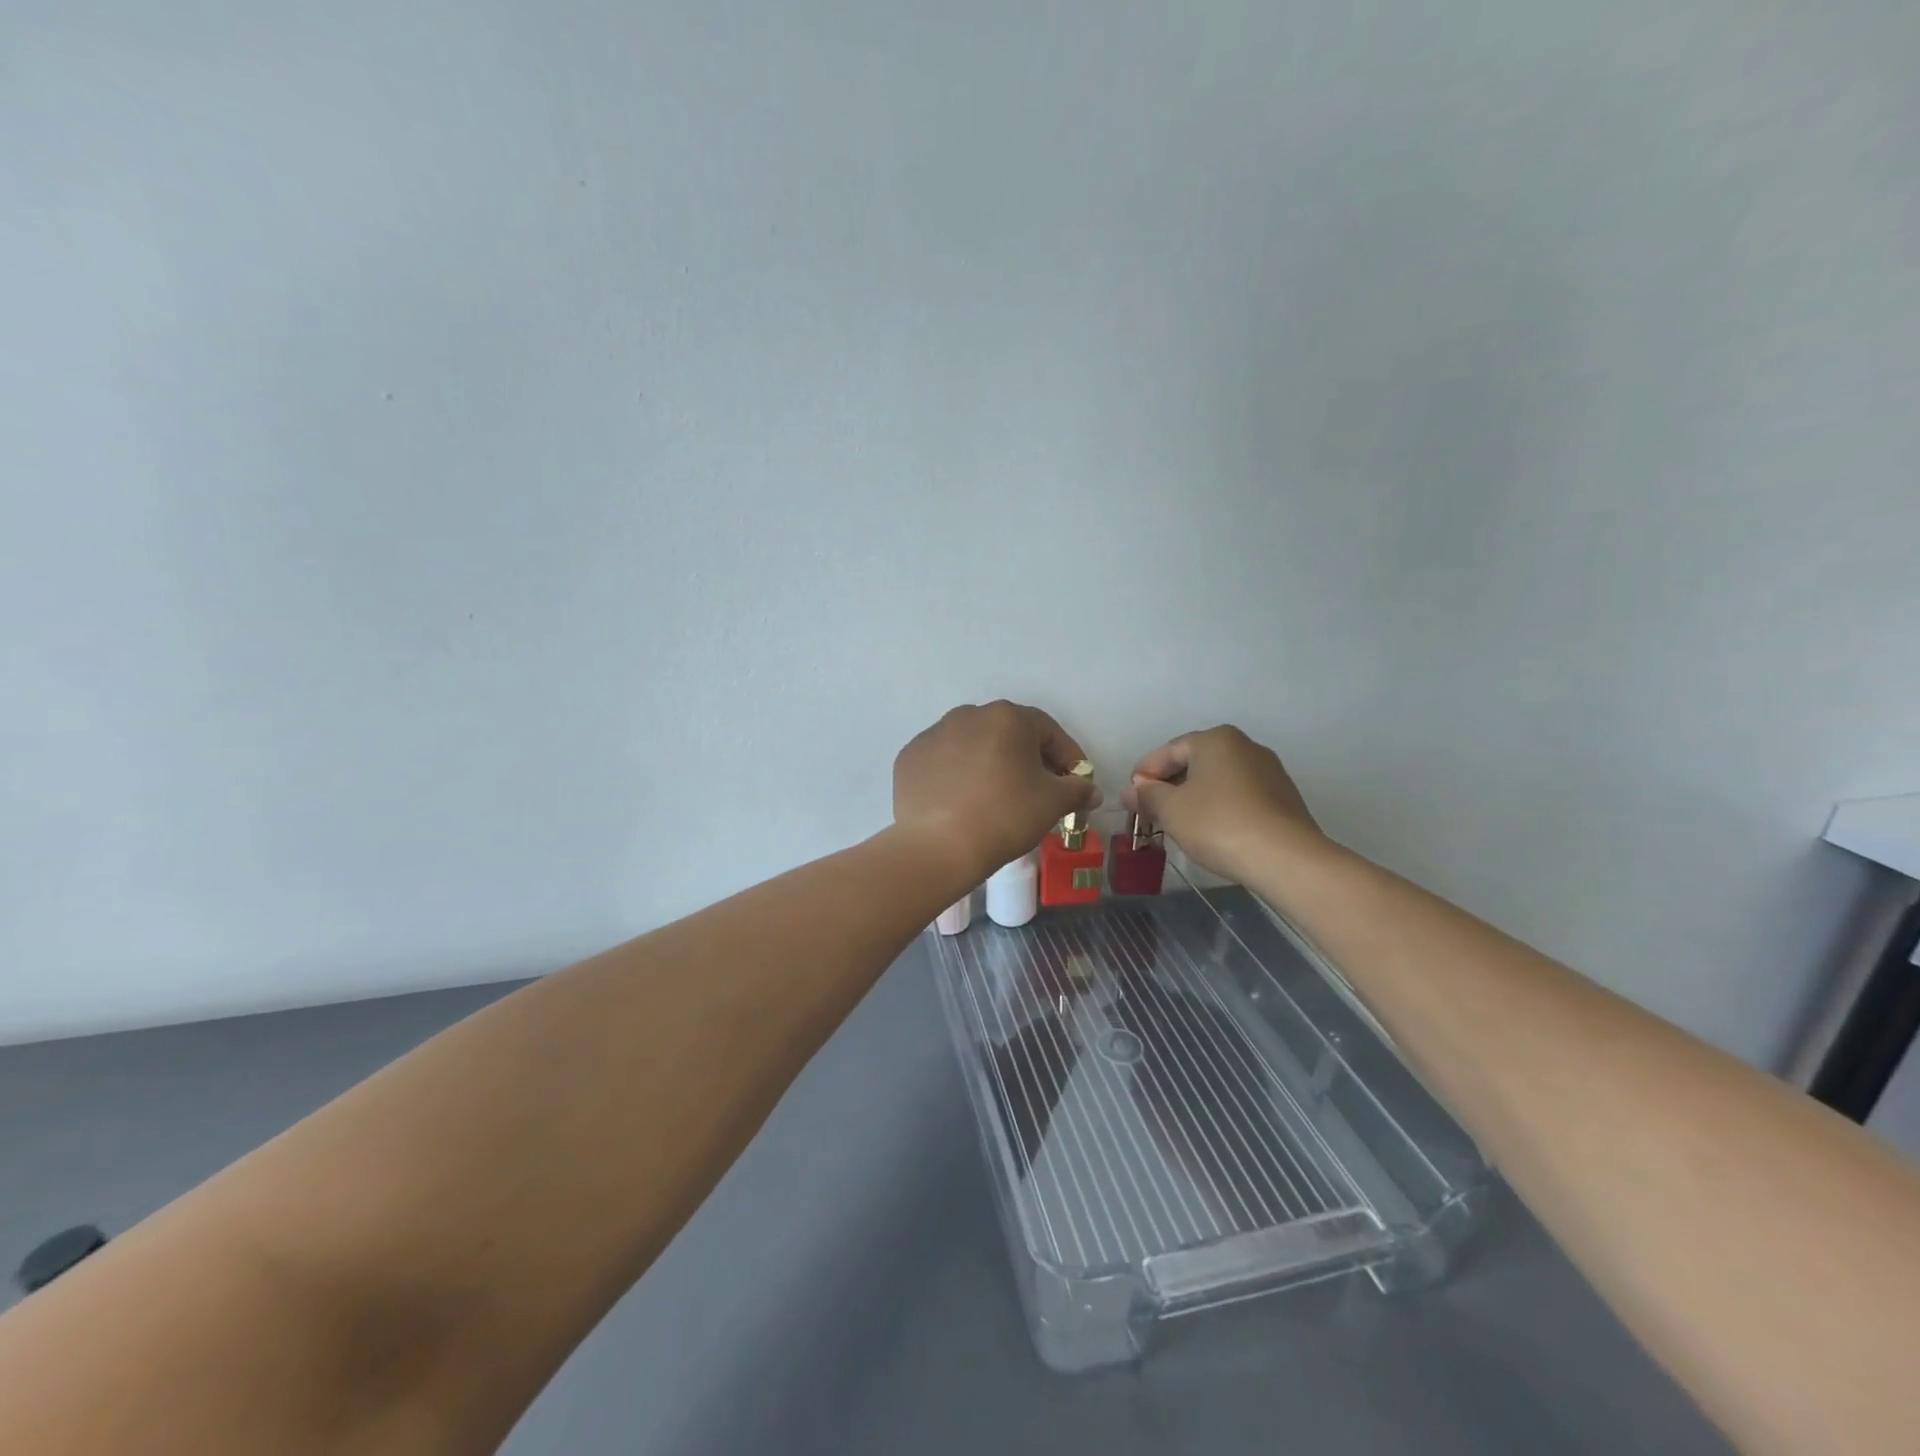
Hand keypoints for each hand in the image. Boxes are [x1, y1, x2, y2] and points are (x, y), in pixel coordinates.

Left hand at [894, 702, 1101, 882]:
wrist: (939, 846)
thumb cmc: (1005, 815)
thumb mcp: (1052, 802)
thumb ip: (1077, 790)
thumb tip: (1091, 790)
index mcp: (1007, 717)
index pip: (1048, 731)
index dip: (1067, 757)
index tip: (1075, 783)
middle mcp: (967, 715)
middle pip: (1008, 734)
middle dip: (1027, 759)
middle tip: (1038, 791)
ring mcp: (933, 734)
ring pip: (973, 746)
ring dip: (990, 764)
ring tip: (997, 797)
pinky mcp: (909, 758)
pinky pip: (944, 762)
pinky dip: (957, 776)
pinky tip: (962, 803)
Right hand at [1121, 726, 1321, 880]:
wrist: (1285, 858)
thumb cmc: (1218, 824)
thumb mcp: (1171, 810)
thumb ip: (1147, 796)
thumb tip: (1131, 791)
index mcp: (1215, 739)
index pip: (1167, 751)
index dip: (1144, 775)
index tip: (1131, 800)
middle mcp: (1244, 746)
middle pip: (1194, 763)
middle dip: (1170, 786)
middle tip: (1151, 813)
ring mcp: (1269, 771)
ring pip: (1218, 780)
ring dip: (1194, 798)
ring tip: (1179, 825)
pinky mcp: (1283, 797)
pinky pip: (1240, 796)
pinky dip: (1220, 808)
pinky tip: (1212, 832)